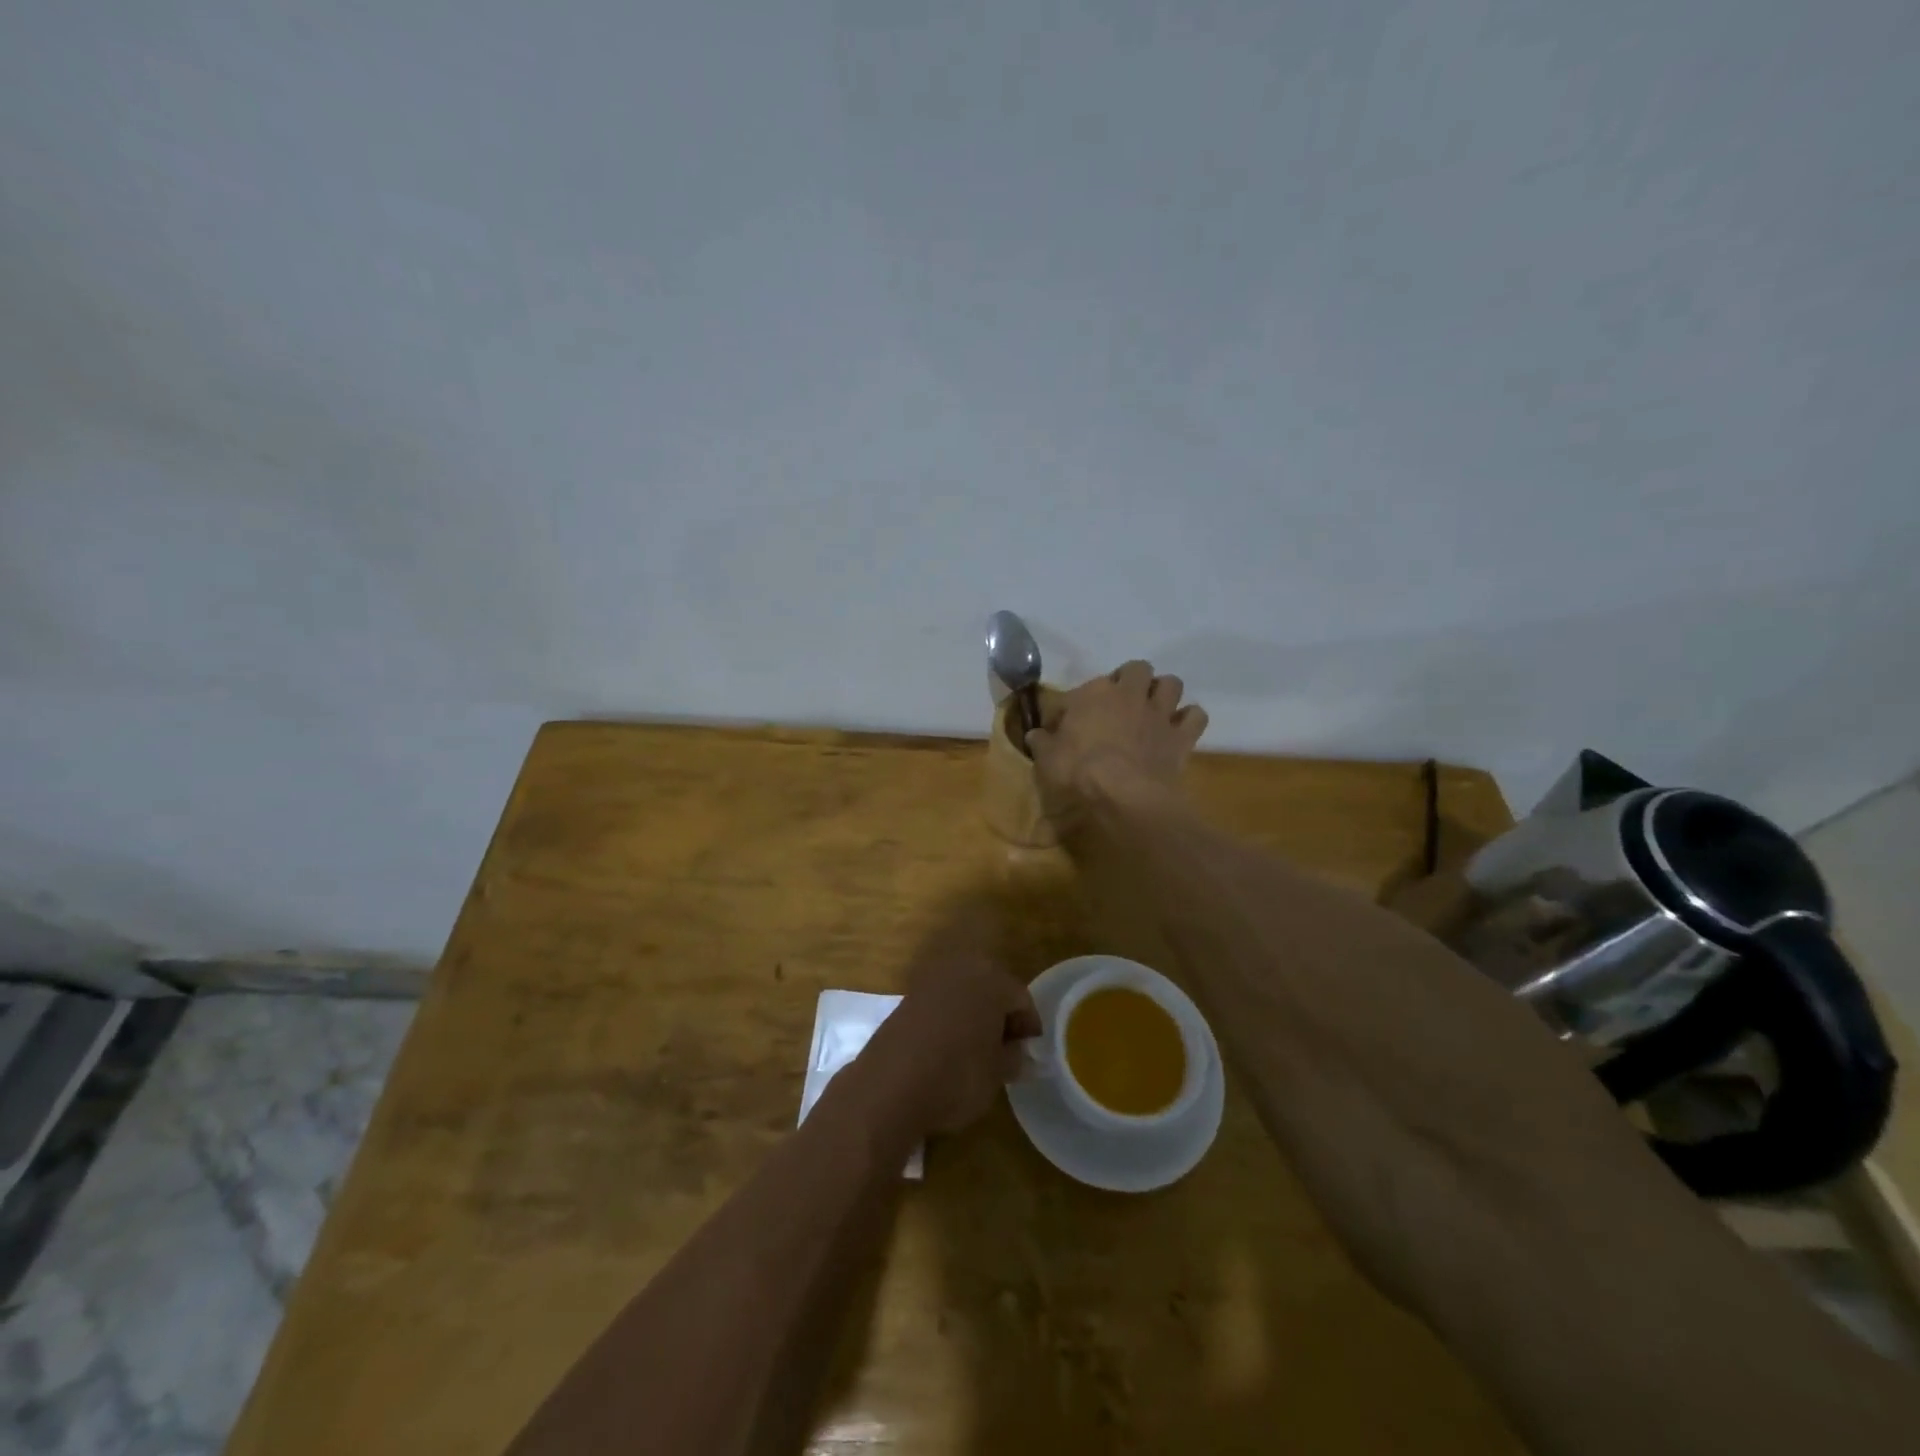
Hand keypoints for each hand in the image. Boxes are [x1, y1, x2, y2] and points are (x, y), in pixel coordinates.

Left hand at [862, 902, 1041, 1135]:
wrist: (889, 1085)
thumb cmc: (957, 1075)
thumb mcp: (997, 1074)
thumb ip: (1014, 1058)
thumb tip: (1019, 1053)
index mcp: (992, 980)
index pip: (1021, 999)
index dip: (1028, 1027)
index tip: (1029, 1053)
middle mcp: (962, 969)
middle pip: (992, 988)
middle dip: (1001, 1016)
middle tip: (1005, 1050)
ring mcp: (931, 980)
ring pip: (965, 994)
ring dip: (974, 1016)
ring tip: (977, 1051)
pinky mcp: (907, 997)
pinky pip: (941, 1003)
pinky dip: (950, 1020)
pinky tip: (948, 1048)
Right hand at [1027, 660, 1207, 828]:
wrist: (1125, 793)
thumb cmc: (1080, 771)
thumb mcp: (1047, 758)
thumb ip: (1042, 742)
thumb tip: (1035, 734)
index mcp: (1094, 694)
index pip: (1080, 690)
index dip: (1072, 706)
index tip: (1064, 725)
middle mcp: (1130, 694)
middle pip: (1137, 669)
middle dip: (1131, 680)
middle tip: (1120, 701)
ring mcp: (1159, 713)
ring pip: (1172, 684)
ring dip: (1163, 692)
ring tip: (1152, 708)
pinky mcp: (1181, 736)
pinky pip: (1196, 716)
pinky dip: (1188, 719)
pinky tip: (1178, 728)